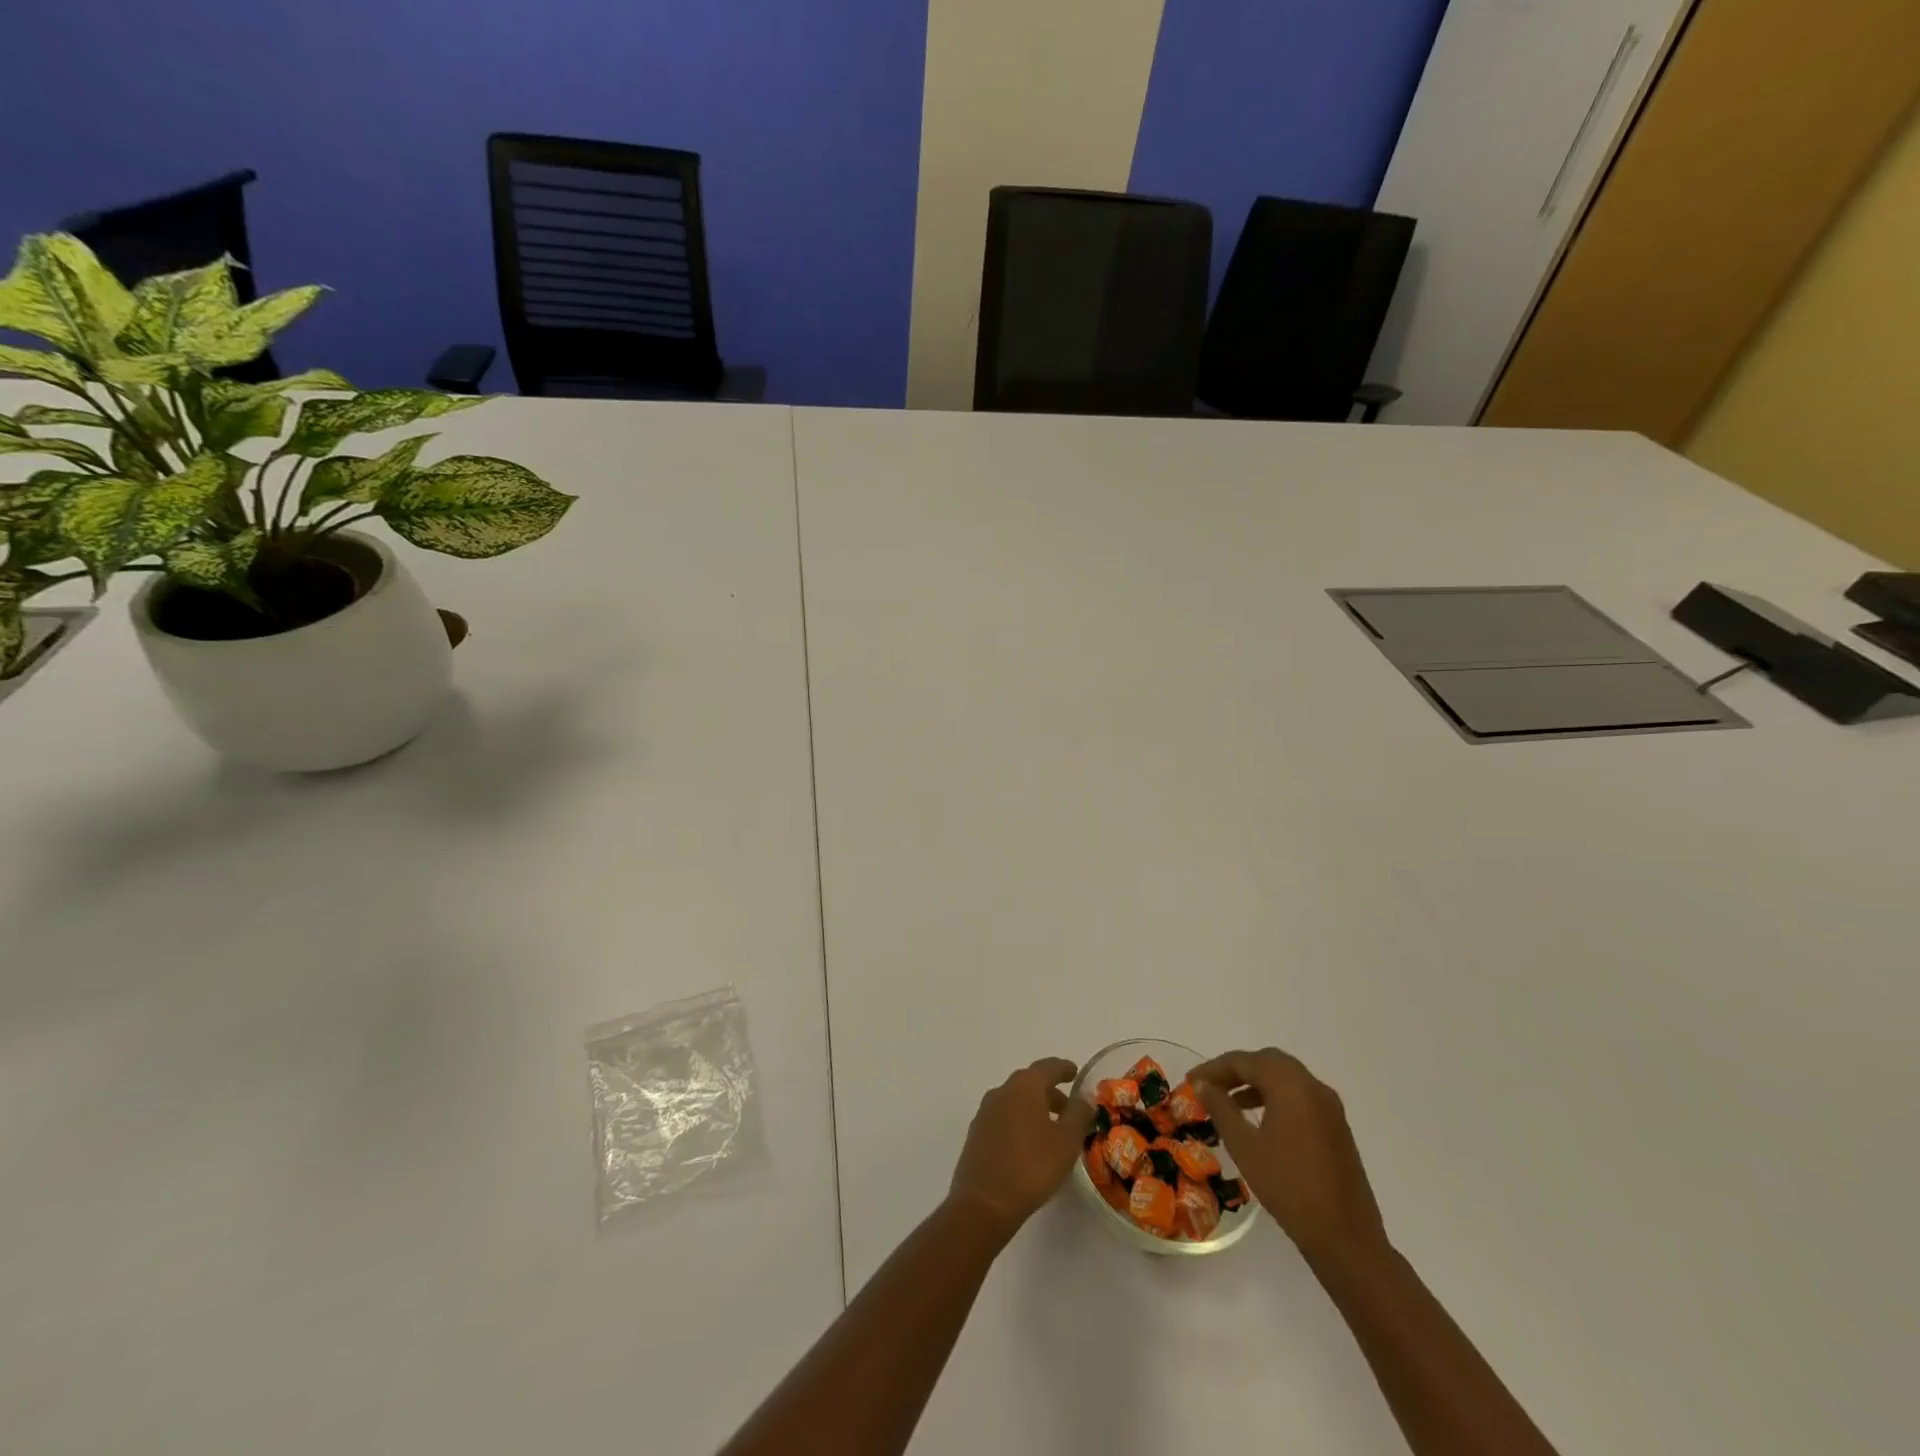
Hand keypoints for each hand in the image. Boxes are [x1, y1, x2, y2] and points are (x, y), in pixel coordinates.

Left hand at [948, 1058, 1096, 1238]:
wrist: (984, 1203)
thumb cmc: (1031, 1167)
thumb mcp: (1066, 1142)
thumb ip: (1079, 1115)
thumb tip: (1084, 1097)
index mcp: (1024, 1086)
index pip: (1047, 1067)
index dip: (1063, 1068)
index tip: (1075, 1073)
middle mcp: (1002, 1091)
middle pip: (1029, 1083)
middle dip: (1050, 1092)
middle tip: (1069, 1109)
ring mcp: (985, 1112)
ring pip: (1015, 1100)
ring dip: (1034, 1108)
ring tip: (1051, 1130)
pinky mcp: (976, 1134)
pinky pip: (1004, 1118)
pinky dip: (1019, 1122)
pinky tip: (1028, 1145)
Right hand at [1190, 1047, 1387, 1266]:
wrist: (1346, 1238)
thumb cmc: (1289, 1188)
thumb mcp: (1245, 1146)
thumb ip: (1221, 1108)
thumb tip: (1203, 1085)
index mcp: (1291, 1085)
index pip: (1245, 1061)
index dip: (1214, 1068)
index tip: (1190, 1081)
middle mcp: (1313, 1087)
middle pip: (1268, 1062)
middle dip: (1236, 1070)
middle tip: (1210, 1085)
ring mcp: (1330, 1107)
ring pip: (1286, 1078)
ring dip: (1256, 1082)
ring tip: (1229, 1102)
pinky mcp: (1337, 1127)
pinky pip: (1300, 1096)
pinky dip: (1276, 1097)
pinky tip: (1259, 1120)